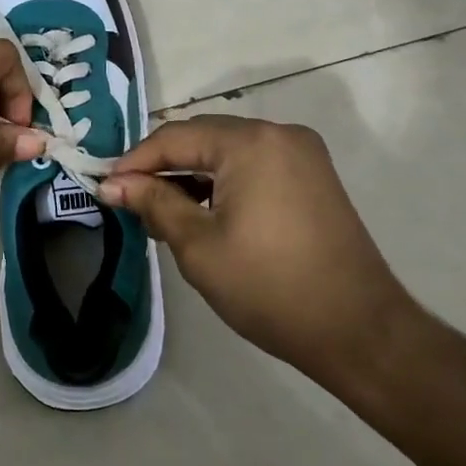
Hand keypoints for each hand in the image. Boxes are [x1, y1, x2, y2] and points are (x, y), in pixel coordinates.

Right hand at [99, 115, 421, 388]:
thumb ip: (154, 204)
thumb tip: (112, 184)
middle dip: (163, 167)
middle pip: (202, 138)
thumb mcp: (199, 246)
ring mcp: (301, 153)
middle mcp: (278, 133)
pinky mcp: (313, 175)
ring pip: (227, 151)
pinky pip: (253, 164)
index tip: (105, 187)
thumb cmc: (271, 288)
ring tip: (163, 212)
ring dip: (192, 175)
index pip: (175, 138)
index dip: (135, 162)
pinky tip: (204, 212)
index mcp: (250, 142)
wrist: (361, 332)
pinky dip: (223, 182)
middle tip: (131, 201)